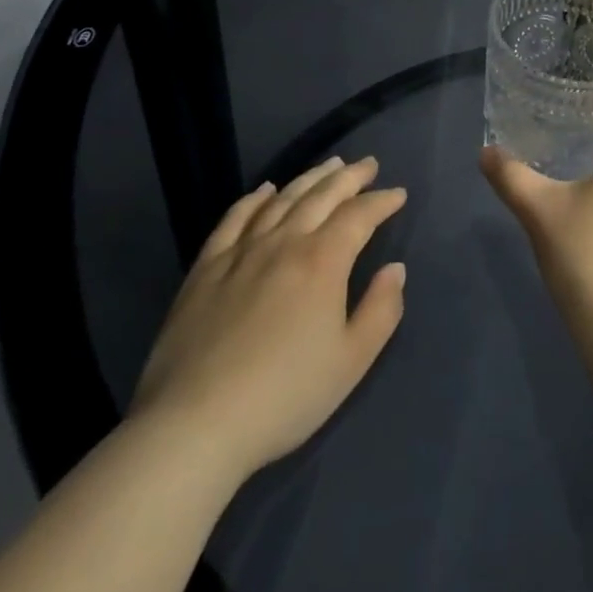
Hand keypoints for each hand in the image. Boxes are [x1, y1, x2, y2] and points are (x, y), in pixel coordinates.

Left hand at [131, 156, 406, 480]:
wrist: (194, 426)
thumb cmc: (285, 396)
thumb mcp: (351, 362)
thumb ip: (381, 310)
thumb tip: (394, 270)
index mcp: (323, 261)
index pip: (359, 216)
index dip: (382, 201)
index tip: (398, 194)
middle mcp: (284, 243)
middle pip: (322, 196)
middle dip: (350, 177)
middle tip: (368, 165)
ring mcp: (241, 252)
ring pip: (282, 200)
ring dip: (309, 178)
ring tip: (328, 166)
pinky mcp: (205, 269)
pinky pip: (234, 220)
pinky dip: (254, 200)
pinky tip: (265, 191)